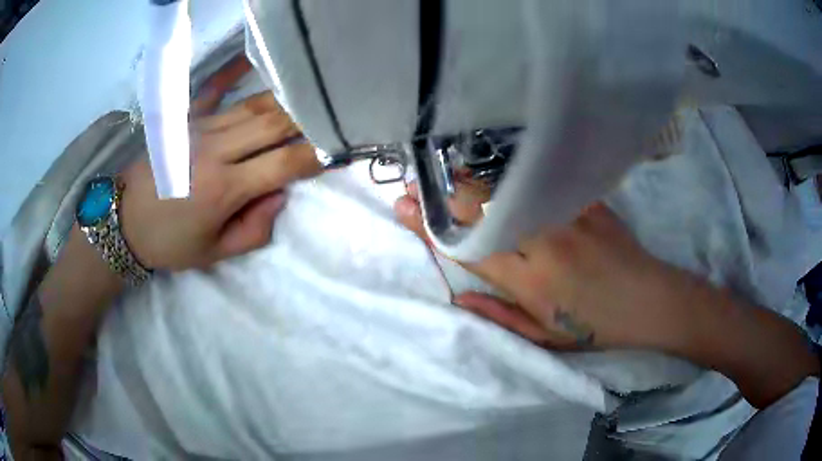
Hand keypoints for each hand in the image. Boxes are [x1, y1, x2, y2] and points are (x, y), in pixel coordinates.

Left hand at [120, 55, 320, 270]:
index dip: (316, 156)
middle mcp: (215, 152)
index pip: (283, 165)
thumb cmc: (170, 243)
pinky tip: (250, 57)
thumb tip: (281, 195)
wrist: (124, 223)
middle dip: (307, 118)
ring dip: (284, 100)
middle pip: (272, 124)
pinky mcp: (185, 120)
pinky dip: (233, 72)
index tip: (338, 149)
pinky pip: (214, 89)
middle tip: (330, 114)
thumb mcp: (214, 253)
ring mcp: (198, 129)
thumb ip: (254, 230)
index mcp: (224, 190)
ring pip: (252, 106)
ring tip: (307, 93)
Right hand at [394, 183, 696, 350]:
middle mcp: (543, 244)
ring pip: (507, 192)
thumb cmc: (594, 327)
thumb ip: (498, 316)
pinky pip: (541, 183)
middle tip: (415, 185)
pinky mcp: (585, 202)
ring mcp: (566, 217)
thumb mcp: (543, 338)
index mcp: (530, 283)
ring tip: (444, 175)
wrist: (647, 301)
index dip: (431, 228)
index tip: (404, 210)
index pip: (468, 249)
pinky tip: (494, 169)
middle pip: (482, 212)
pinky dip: (512, 176)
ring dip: (469, 182)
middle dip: (442, 197)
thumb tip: (457, 295)